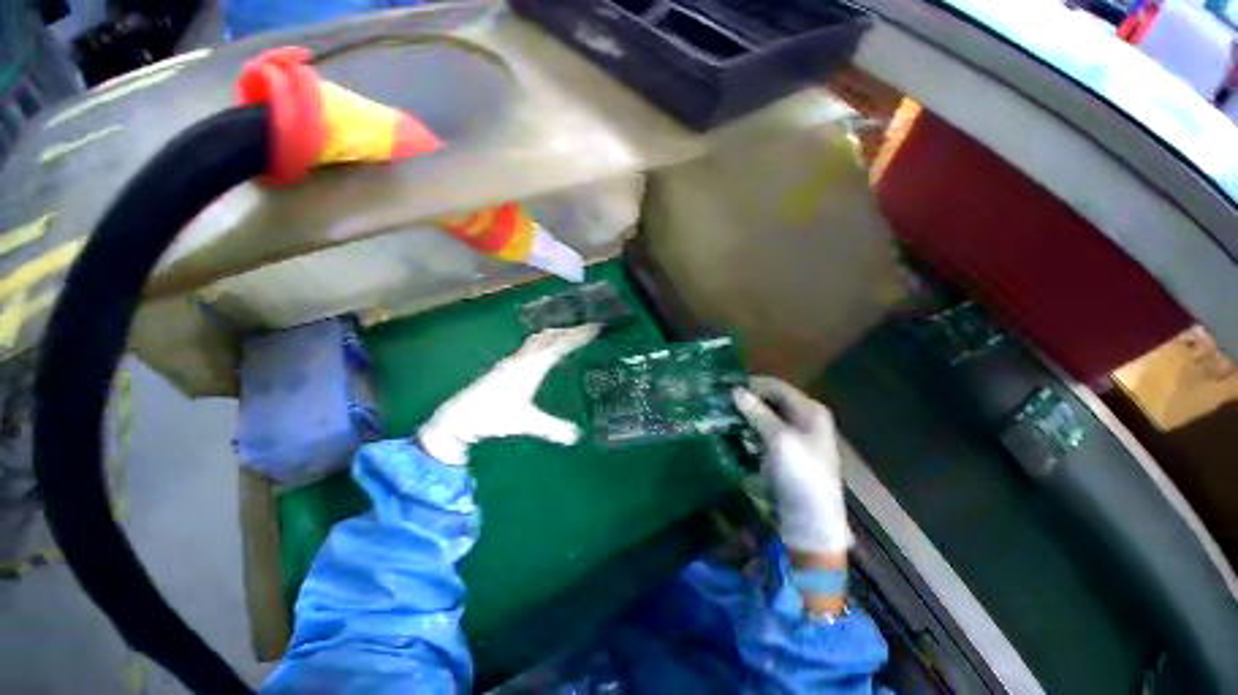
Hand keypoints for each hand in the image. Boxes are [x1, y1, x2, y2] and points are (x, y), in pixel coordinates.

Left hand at [419, 325, 599, 464]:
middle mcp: (523, 358)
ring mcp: (513, 360)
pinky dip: (547, 340)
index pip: (560, 345)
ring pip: (540, 338)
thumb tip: (578, 436)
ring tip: (573, 333)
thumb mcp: (525, 423)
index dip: (579, 336)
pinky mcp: (507, 365)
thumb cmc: (491, 417)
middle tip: (591, 327)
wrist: (457, 417)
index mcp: (530, 366)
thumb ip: (552, 428)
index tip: (596, 327)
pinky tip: (548, 348)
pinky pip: (532, 345)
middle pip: (550, 336)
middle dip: (571, 329)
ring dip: (558, 332)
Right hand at [733, 377, 851, 554]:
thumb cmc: (800, 474)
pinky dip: (750, 431)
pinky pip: (765, 433)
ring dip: (747, 416)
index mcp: (810, 410)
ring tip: (724, 417)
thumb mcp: (778, 439)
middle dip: (748, 400)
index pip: (776, 386)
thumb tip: (736, 391)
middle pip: (772, 400)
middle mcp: (804, 419)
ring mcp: (796, 436)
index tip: (726, 388)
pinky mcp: (786, 452)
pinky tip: (736, 435)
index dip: (752, 385)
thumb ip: (758, 412)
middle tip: (722, 403)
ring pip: (766, 416)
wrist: (812, 520)